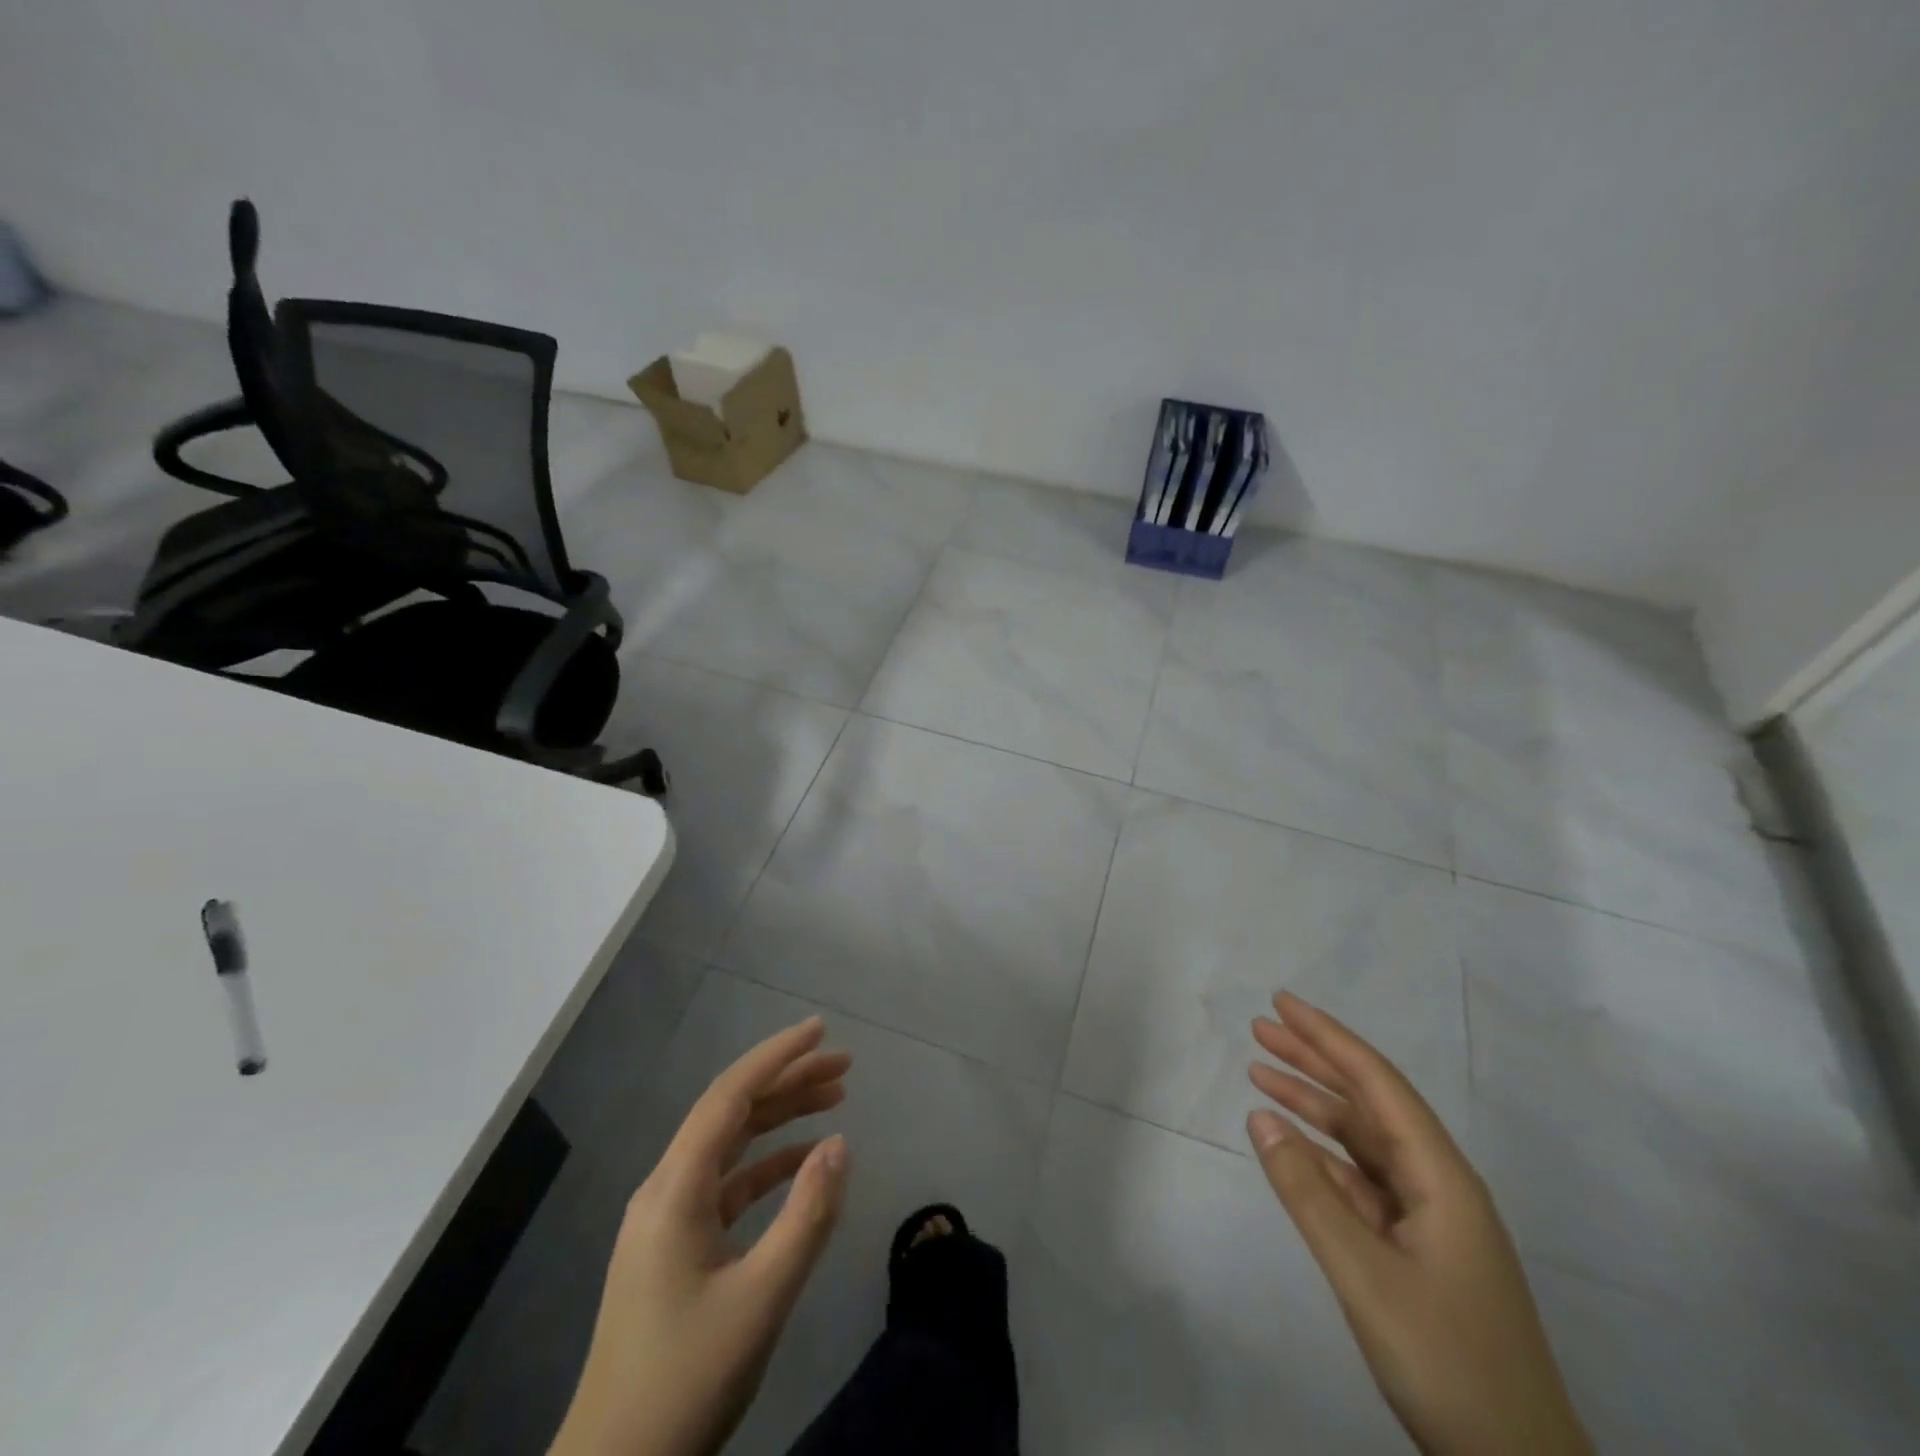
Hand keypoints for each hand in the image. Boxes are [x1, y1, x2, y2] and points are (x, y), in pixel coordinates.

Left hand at [550, 1017, 850, 1455]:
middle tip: (845, 1065)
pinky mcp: (676, 1247)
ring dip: (781, 1118)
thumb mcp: (761, 1298)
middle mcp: (666, 1189)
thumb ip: (806, 1215)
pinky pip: (727, 1184)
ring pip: (731, 1145)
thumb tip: (838, 1143)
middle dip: (788, 1081)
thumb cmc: (686, 1380)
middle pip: (732, 1112)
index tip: (821, 1029)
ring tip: (835, 1099)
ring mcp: (668, 1219)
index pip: (730, 1096)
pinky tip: (803, 1162)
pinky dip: (767, 1164)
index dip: (777, 1056)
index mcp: (675, 1189)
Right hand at [1247, 994, 1590, 1455]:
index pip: (1377, 1084)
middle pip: (1369, 1103)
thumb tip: (1260, 1118)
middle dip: (1315, 1060)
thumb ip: (1309, 1193)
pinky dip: (1321, 1155)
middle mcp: (1437, 1184)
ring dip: (1313, 1105)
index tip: (1282, 1004)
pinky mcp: (1415, 1250)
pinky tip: (1289, 1144)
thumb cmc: (1449, 1364)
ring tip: (1260, 1072)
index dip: (1328, 1038)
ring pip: (1362, 1141)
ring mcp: (1428, 1219)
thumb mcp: (1366, 1276)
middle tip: (1260, 1027)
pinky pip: (1359, 1181)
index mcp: (1441, 1177)